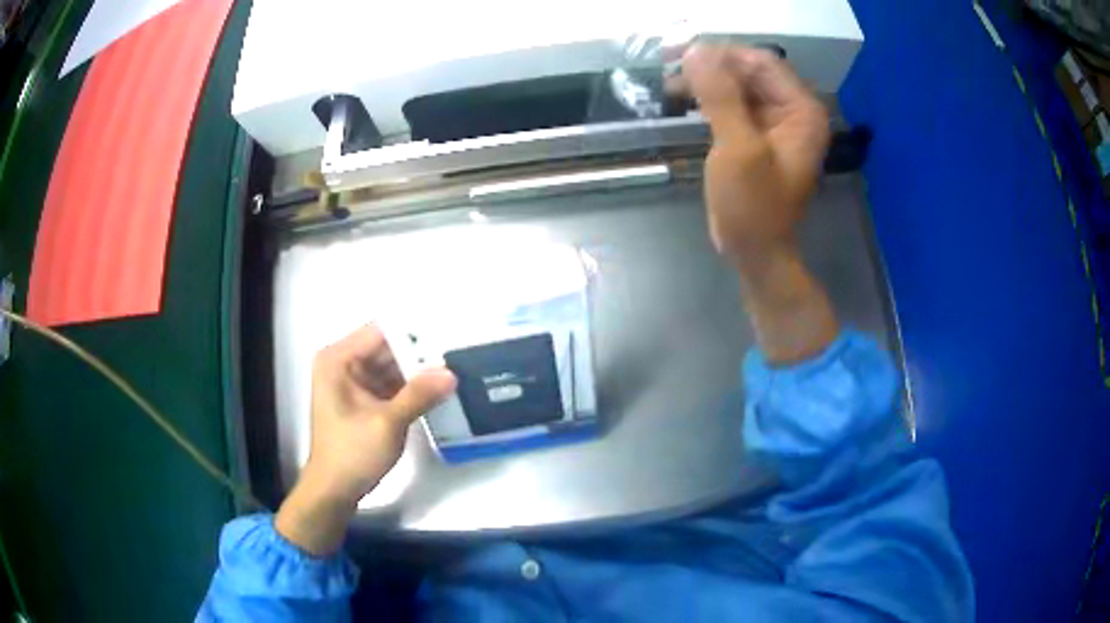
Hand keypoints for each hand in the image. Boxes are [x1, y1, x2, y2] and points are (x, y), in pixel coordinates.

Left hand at [275, 325, 455, 554]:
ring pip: (393, 366)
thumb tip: (451, 373)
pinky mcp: (364, 399)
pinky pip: (391, 384)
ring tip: (454, 370)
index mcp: (338, 359)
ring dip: (419, 372)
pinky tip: (438, 390)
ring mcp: (353, 382)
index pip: (381, 331)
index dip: (413, 332)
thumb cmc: (352, 453)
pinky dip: (411, 388)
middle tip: (457, 354)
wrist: (334, 490)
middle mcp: (343, 363)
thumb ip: (419, 395)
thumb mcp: (387, 423)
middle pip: (387, 347)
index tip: (446, 335)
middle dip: (419, 353)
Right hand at [671, 45, 838, 363]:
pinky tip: (682, 101)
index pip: (761, 62)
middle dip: (710, 67)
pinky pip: (732, 105)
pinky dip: (708, 100)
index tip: (681, 56)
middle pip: (749, 71)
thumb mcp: (738, 148)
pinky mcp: (757, 136)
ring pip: (738, 86)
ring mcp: (775, 124)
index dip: (722, 54)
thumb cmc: (753, 206)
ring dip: (705, 82)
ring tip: (669, 85)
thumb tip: (695, 51)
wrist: (756, 252)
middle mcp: (793, 111)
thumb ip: (719, 96)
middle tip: (668, 67)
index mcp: (802, 111)